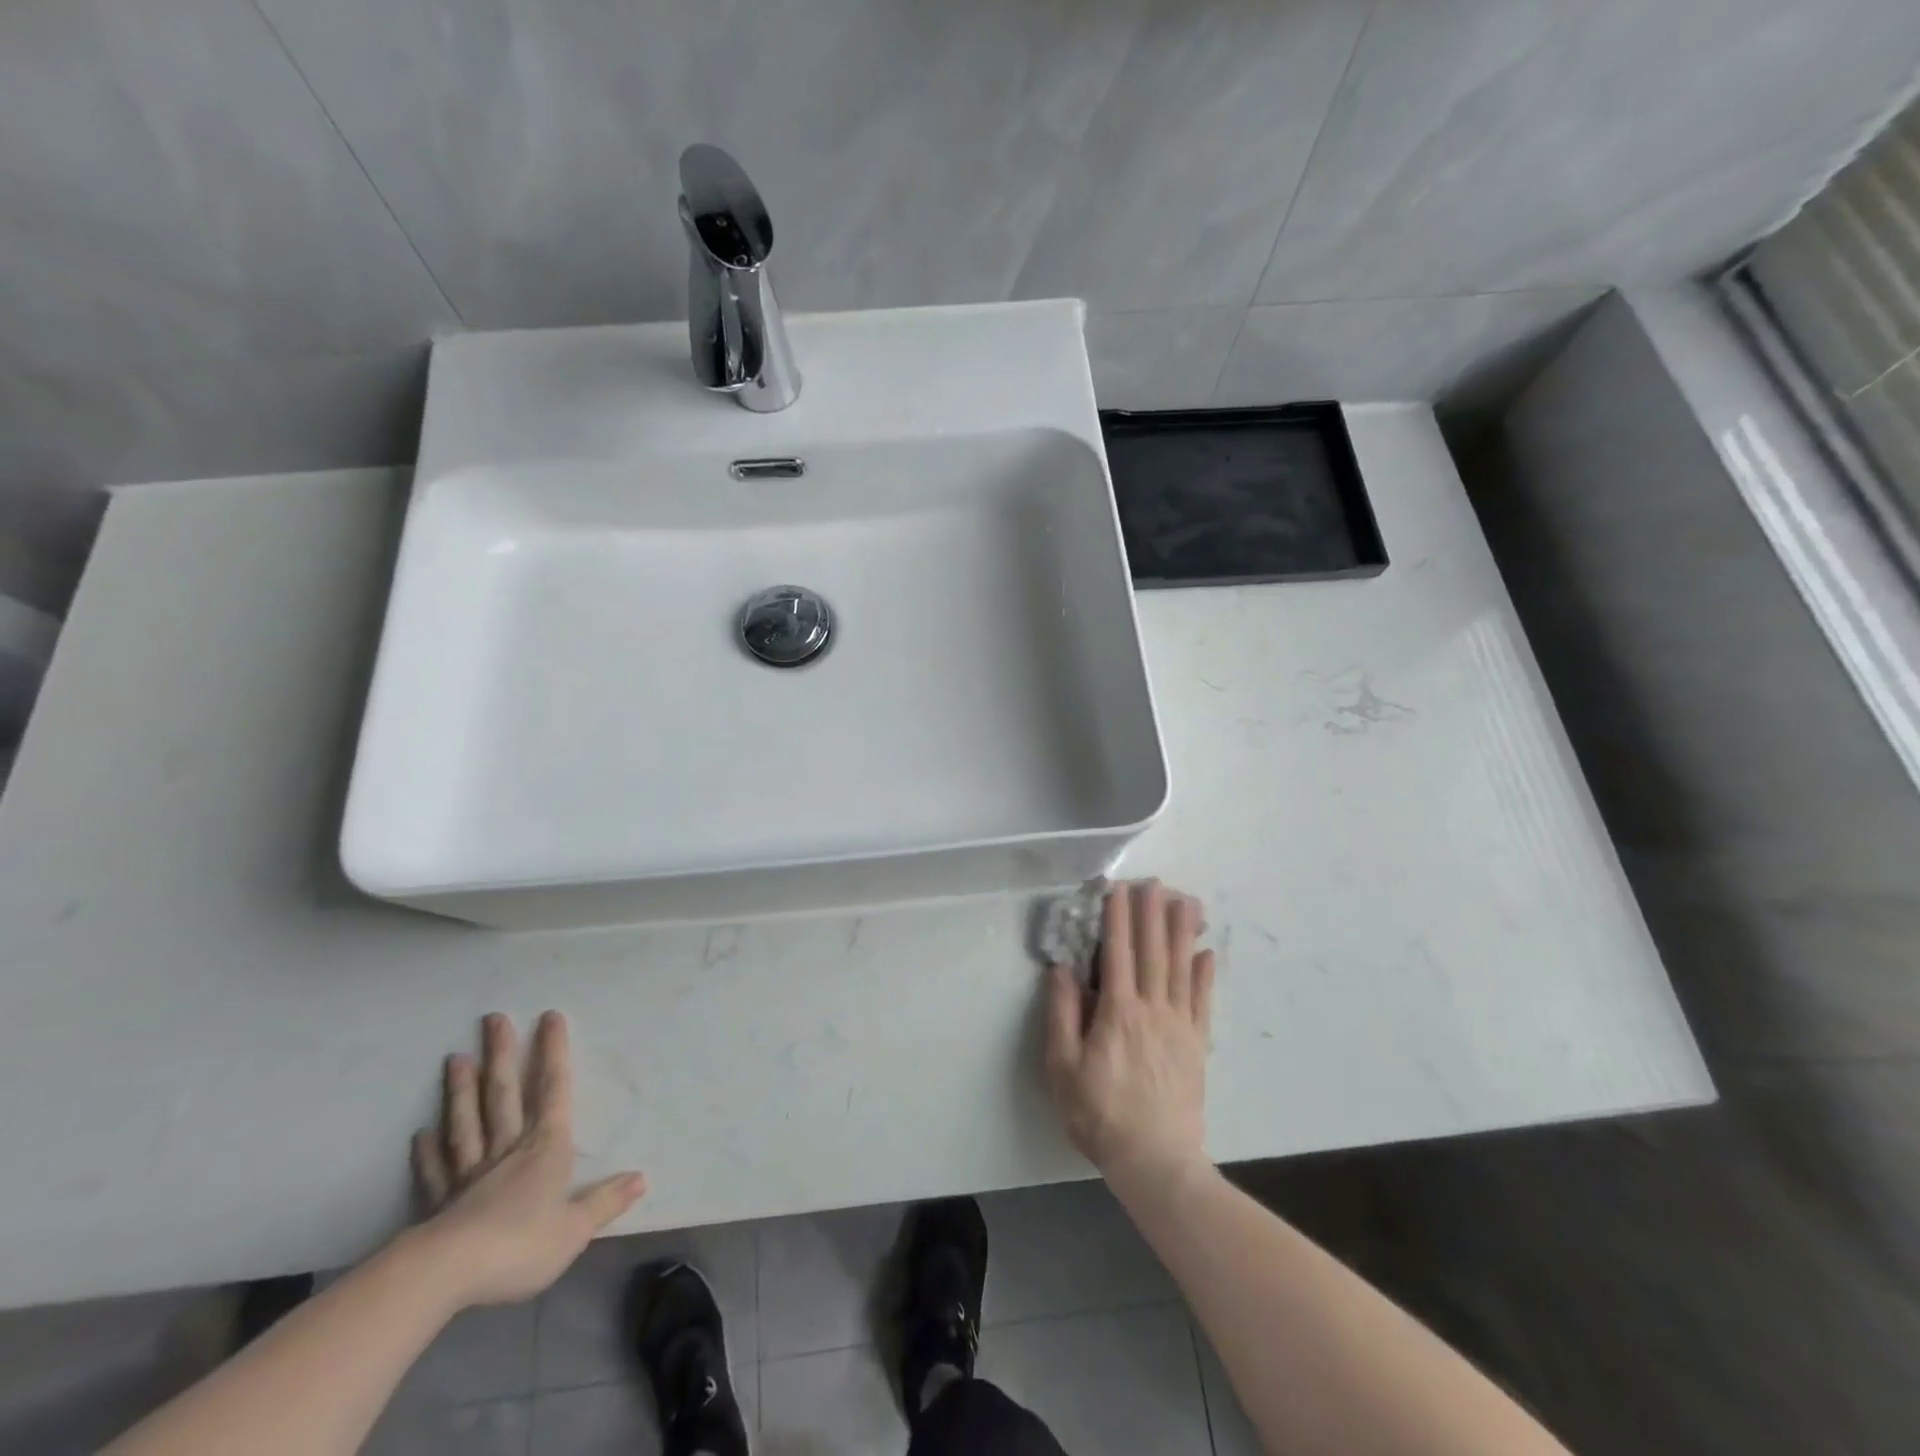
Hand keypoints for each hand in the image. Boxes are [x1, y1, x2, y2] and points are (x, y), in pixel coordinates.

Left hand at [410, 1011, 646, 1308]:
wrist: (446, 1275)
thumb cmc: (520, 1244)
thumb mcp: (575, 1229)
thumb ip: (606, 1201)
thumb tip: (642, 1178)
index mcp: (545, 1148)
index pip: (553, 1090)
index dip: (553, 1052)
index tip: (550, 1017)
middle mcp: (507, 1149)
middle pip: (503, 1095)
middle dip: (501, 1055)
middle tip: (493, 1019)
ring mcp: (470, 1173)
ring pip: (467, 1122)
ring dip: (462, 1090)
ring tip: (456, 1058)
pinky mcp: (439, 1202)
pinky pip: (435, 1169)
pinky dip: (428, 1151)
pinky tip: (421, 1133)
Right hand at [1044, 881, 1214, 1195]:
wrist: (1156, 1161)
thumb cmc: (1100, 1114)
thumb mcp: (1062, 1067)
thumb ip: (1061, 1014)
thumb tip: (1060, 968)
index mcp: (1117, 1011)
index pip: (1116, 952)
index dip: (1116, 918)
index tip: (1117, 888)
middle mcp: (1152, 1008)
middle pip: (1151, 951)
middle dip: (1151, 913)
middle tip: (1154, 881)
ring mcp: (1179, 1025)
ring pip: (1180, 967)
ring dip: (1180, 931)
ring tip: (1184, 901)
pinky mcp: (1196, 1044)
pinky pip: (1202, 1000)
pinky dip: (1204, 973)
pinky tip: (1205, 953)